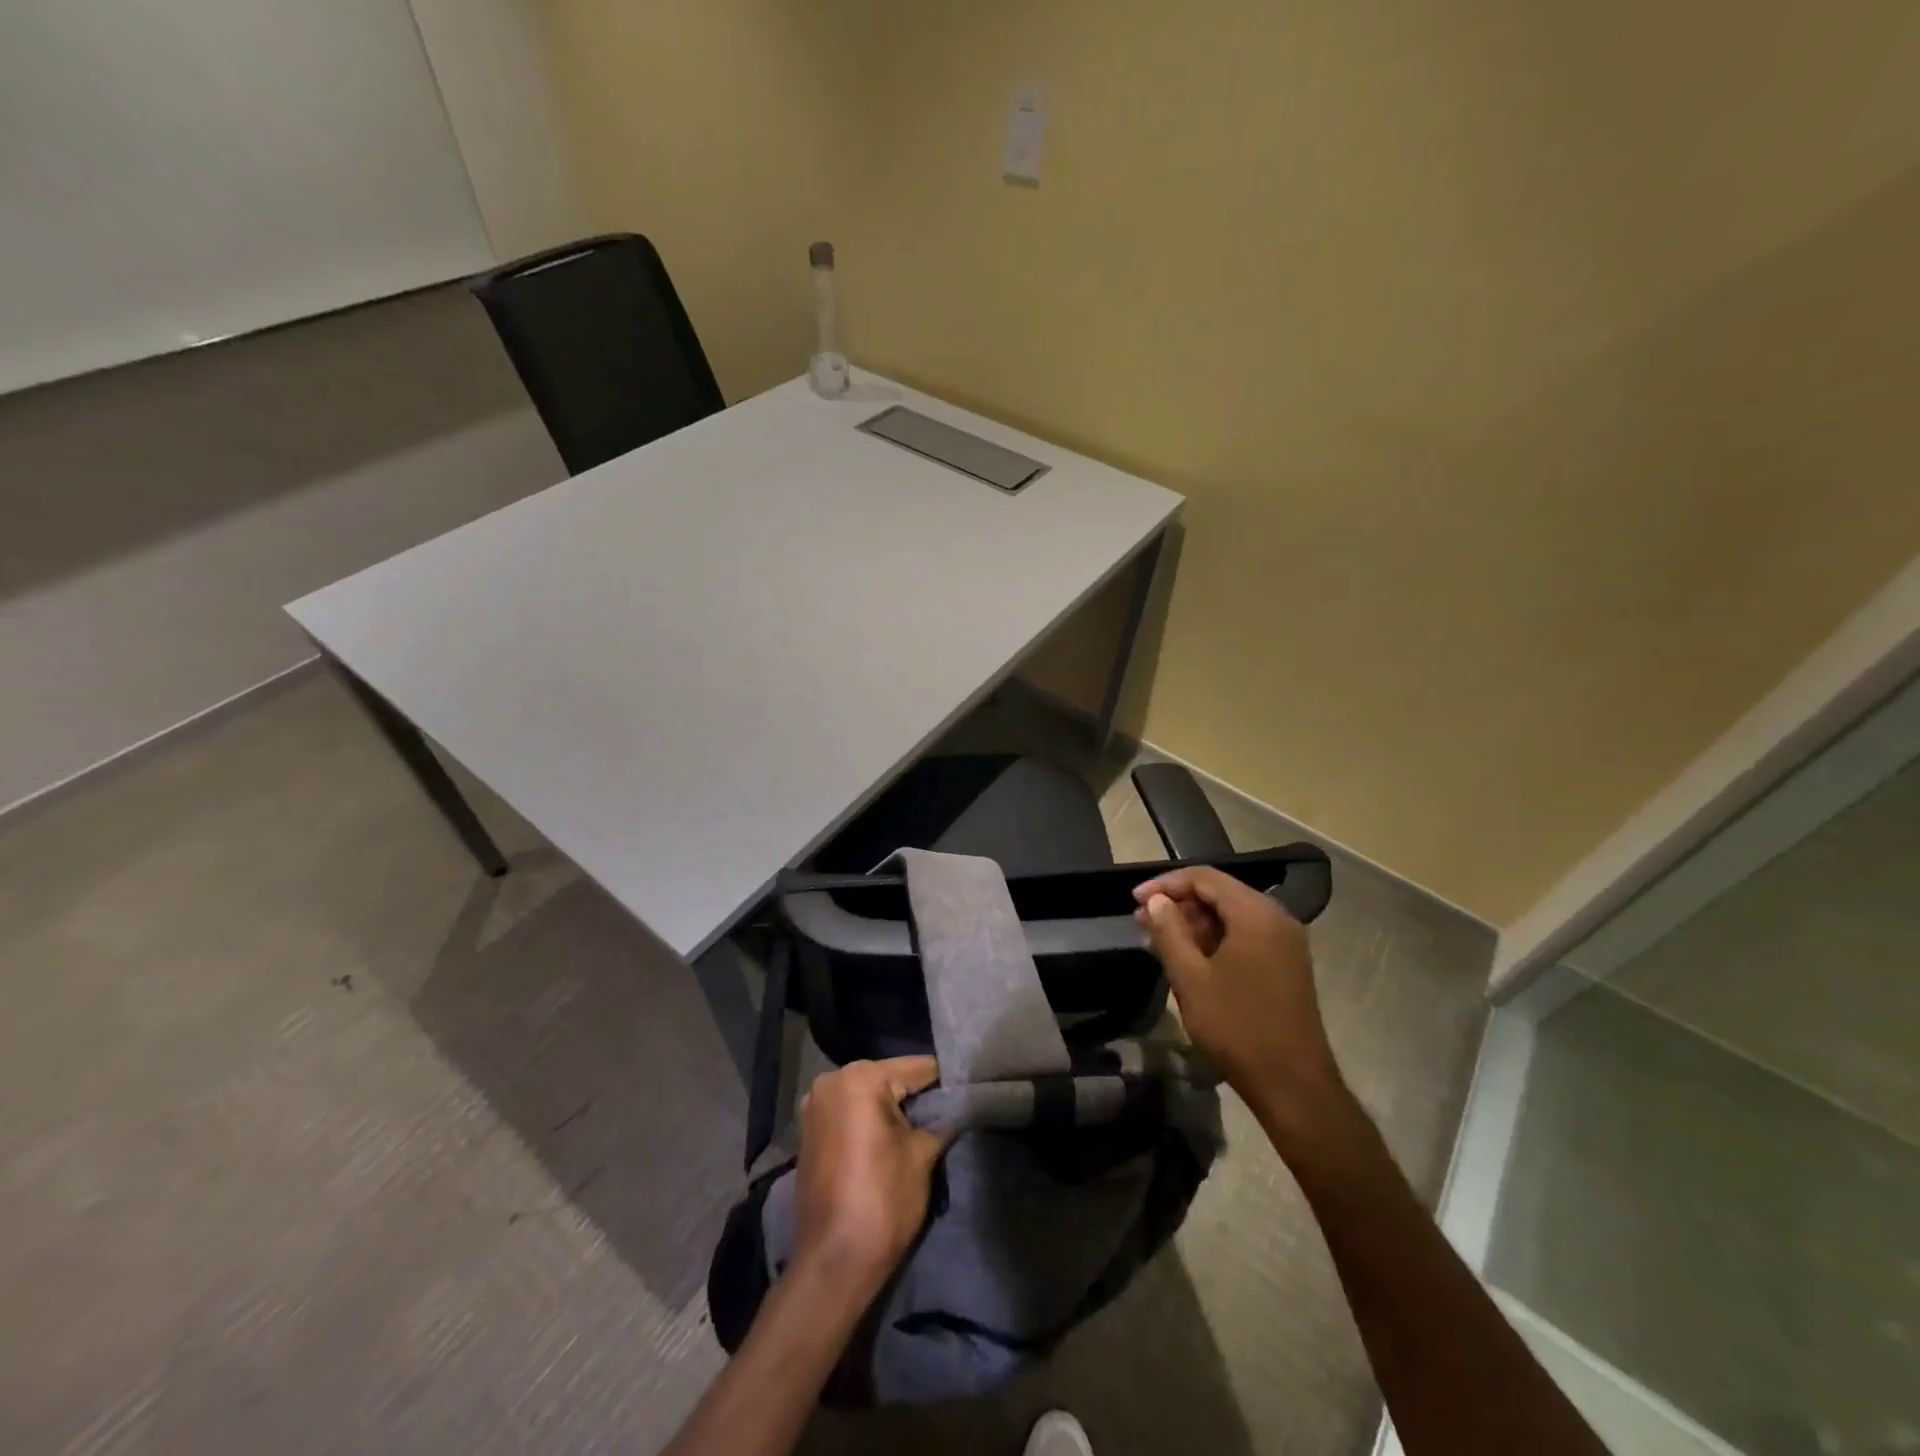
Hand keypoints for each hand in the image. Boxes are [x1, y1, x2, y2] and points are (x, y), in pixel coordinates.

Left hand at [792, 1056, 945, 1291]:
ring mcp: (814, 1106)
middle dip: (915, 1095)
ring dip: (891, 1109)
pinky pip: (849, 1113)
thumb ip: (940, 1121)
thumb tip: (954, 1109)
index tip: (967, 1091)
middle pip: (888, 1078)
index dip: (944, 1081)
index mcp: (860, 1078)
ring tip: (921, 1128)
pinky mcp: (808, 1131)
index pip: (916, 1068)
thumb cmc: (882, 1201)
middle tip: (945, 1113)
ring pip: (867, 1095)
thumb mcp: (922, 1155)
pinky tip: (889, 1140)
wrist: (833, 1263)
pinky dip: (868, 1121)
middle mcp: (831, 1081)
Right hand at [1132, 867, 1345, 1131]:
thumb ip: (1169, 931)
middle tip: (1141, 922)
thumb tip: (1155, 900)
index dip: (1165, 884)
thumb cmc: (1237, 1027)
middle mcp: (1276, 918)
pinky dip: (1214, 939)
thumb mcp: (1191, 978)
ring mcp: (1285, 942)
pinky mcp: (1286, 964)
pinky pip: (1244, 935)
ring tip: (1158, 940)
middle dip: (1178, 903)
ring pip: (1230, 915)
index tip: (1133, 900)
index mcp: (1255, 913)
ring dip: (1193, 923)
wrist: (1293, 1085)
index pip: (1204, 878)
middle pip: (1219, 893)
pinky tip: (1187, 958)